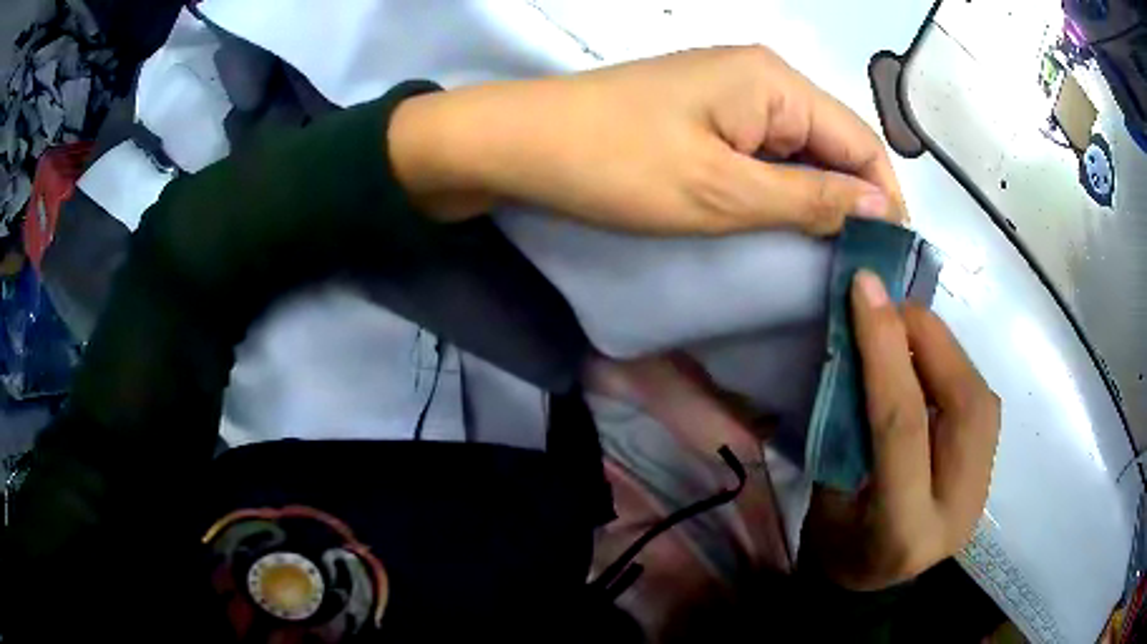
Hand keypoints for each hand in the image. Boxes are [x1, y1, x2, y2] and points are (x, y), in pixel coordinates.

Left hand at [390, 46, 903, 234]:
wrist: (520, 144)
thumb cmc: (617, 164)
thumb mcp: (723, 191)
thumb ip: (809, 198)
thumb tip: (879, 208)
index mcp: (776, 83)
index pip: (861, 141)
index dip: (884, 199)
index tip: (887, 259)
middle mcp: (762, 77)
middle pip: (834, 143)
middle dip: (852, 202)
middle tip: (858, 269)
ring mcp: (731, 92)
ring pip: (800, 150)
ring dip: (817, 198)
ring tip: (828, 257)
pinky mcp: (705, 112)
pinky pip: (764, 150)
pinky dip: (781, 188)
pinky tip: (784, 225)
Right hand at [804, 270, 999, 590]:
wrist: (875, 584)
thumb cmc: (837, 546)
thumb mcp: (824, 496)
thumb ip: (848, 427)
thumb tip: (858, 347)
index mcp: (903, 529)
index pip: (904, 426)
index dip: (885, 350)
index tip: (864, 288)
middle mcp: (958, 510)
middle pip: (963, 405)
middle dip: (929, 340)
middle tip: (891, 307)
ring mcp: (982, 491)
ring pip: (981, 398)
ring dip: (945, 349)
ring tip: (908, 328)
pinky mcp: (989, 471)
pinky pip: (980, 404)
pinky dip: (955, 368)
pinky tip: (929, 361)